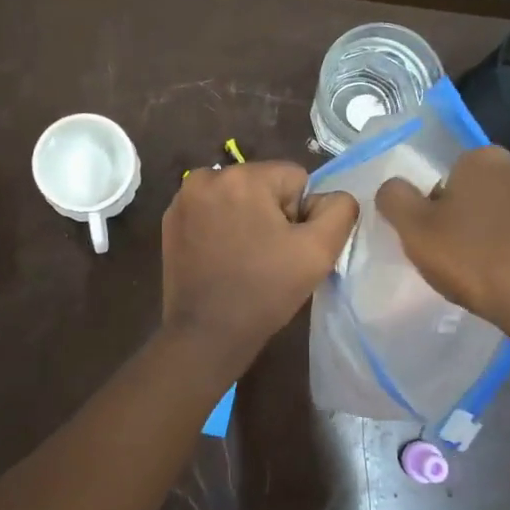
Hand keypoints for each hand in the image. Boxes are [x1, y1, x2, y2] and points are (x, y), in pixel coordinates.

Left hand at [161, 162, 358, 364]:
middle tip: (266, 255)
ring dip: (246, 218)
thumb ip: (339, 210)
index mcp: (243, 176)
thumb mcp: (319, 251)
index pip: (295, 178)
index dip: (299, 214)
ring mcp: (183, 198)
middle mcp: (207, 176)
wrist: (206, 334)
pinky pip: (212, 210)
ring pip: (237, 196)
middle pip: (263, 184)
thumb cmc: (265, 292)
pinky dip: (220, 226)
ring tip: (243, 258)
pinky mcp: (170, 219)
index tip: (285, 247)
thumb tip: (329, 197)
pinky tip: (221, 257)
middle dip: (271, 213)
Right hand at [375, 147, 509, 352]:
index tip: (441, 242)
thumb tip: (392, 186)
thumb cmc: (480, 260)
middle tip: (470, 260)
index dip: (441, 211)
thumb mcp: (417, 232)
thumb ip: (396, 200)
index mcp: (480, 159)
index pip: (450, 178)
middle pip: (489, 192)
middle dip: (479, 217)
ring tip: (505, 275)